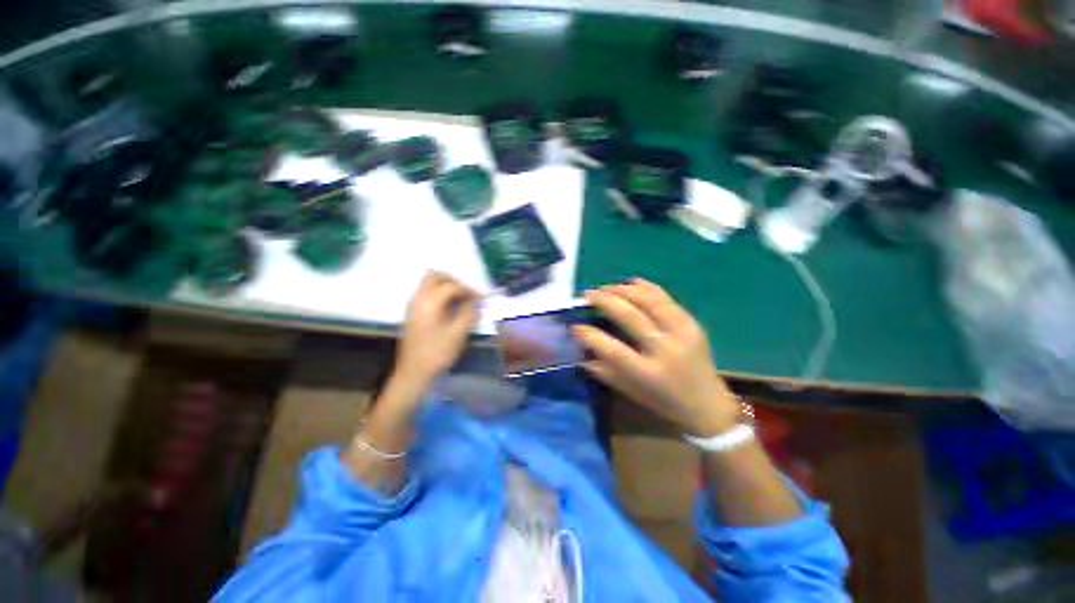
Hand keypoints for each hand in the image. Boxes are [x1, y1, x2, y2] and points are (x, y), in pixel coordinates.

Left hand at [394, 272, 479, 389]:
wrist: (414, 372)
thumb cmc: (438, 353)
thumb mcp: (459, 333)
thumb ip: (469, 312)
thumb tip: (476, 301)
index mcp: (430, 301)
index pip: (452, 286)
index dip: (469, 290)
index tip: (482, 297)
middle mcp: (419, 298)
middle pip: (435, 276)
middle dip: (454, 280)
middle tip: (468, 292)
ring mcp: (413, 305)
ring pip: (428, 283)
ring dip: (446, 286)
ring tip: (461, 299)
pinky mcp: (412, 313)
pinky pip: (425, 293)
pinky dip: (439, 293)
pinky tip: (449, 307)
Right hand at [573, 278, 738, 436]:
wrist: (708, 404)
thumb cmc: (664, 402)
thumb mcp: (630, 391)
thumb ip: (604, 371)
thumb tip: (581, 353)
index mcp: (649, 374)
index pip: (613, 350)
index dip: (590, 335)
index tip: (575, 325)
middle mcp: (666, 350)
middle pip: (631, 317)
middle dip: (605, 301)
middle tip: (588, 295)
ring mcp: (682, 333)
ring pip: (649, 300)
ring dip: (623, 290)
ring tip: (606, 288)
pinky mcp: (692, 323)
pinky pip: (665, 298)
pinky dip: (646, 287)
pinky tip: (631, 283)